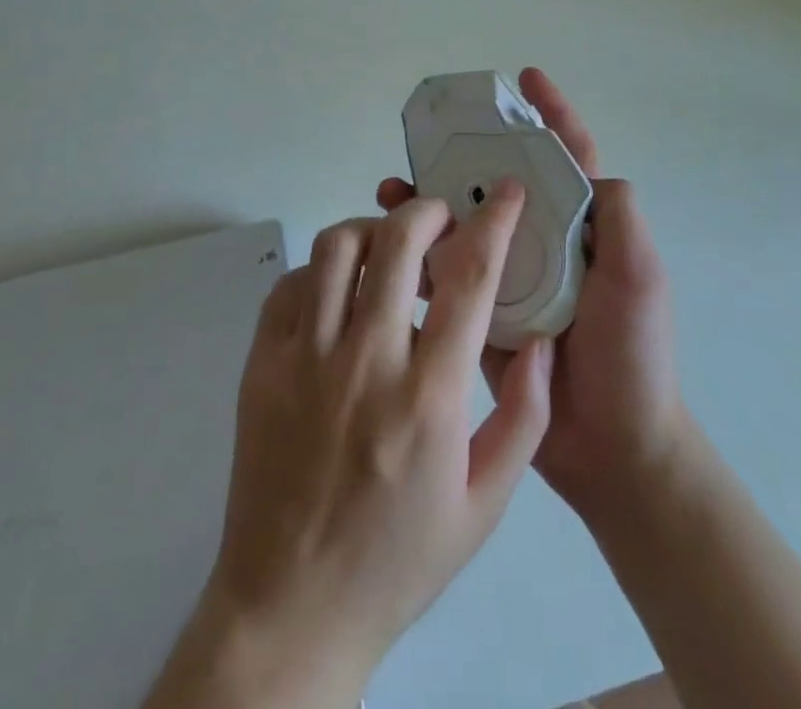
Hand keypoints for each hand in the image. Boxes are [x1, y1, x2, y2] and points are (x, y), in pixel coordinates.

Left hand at [145, 188, 553, 708]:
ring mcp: (305, 359)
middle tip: (443, 222)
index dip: (494, 222)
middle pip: (397, 241)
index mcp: (429, 398)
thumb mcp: (484, 504)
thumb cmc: (398, 558)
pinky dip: (322, 271)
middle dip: (428, 211)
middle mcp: (366, 363)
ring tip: (390, 252)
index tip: (507, 193)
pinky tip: (339, 294)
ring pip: (337, 248)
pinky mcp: (262, 364)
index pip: (469, 279)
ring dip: (373, 231)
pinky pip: (292, 284)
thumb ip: (524, 416)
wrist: (291, 608)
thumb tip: (538, 339)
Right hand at [377, 68, 683, 522]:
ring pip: (467, 223)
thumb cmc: (633, 356)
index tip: (525, 78)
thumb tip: (587, 167)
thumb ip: (620, 219)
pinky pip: (448, 272)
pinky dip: (419, 254)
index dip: (551, 113)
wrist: (612, 450)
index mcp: (584, 227)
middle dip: (468, 155)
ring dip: (432, 201)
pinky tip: (388, 245)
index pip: (567, 156)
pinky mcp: (482, 314)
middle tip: (429, 138)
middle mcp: (544, 242)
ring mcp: (511, 277)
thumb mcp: (640, 277)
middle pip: (501, 183)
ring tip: (392, 188)